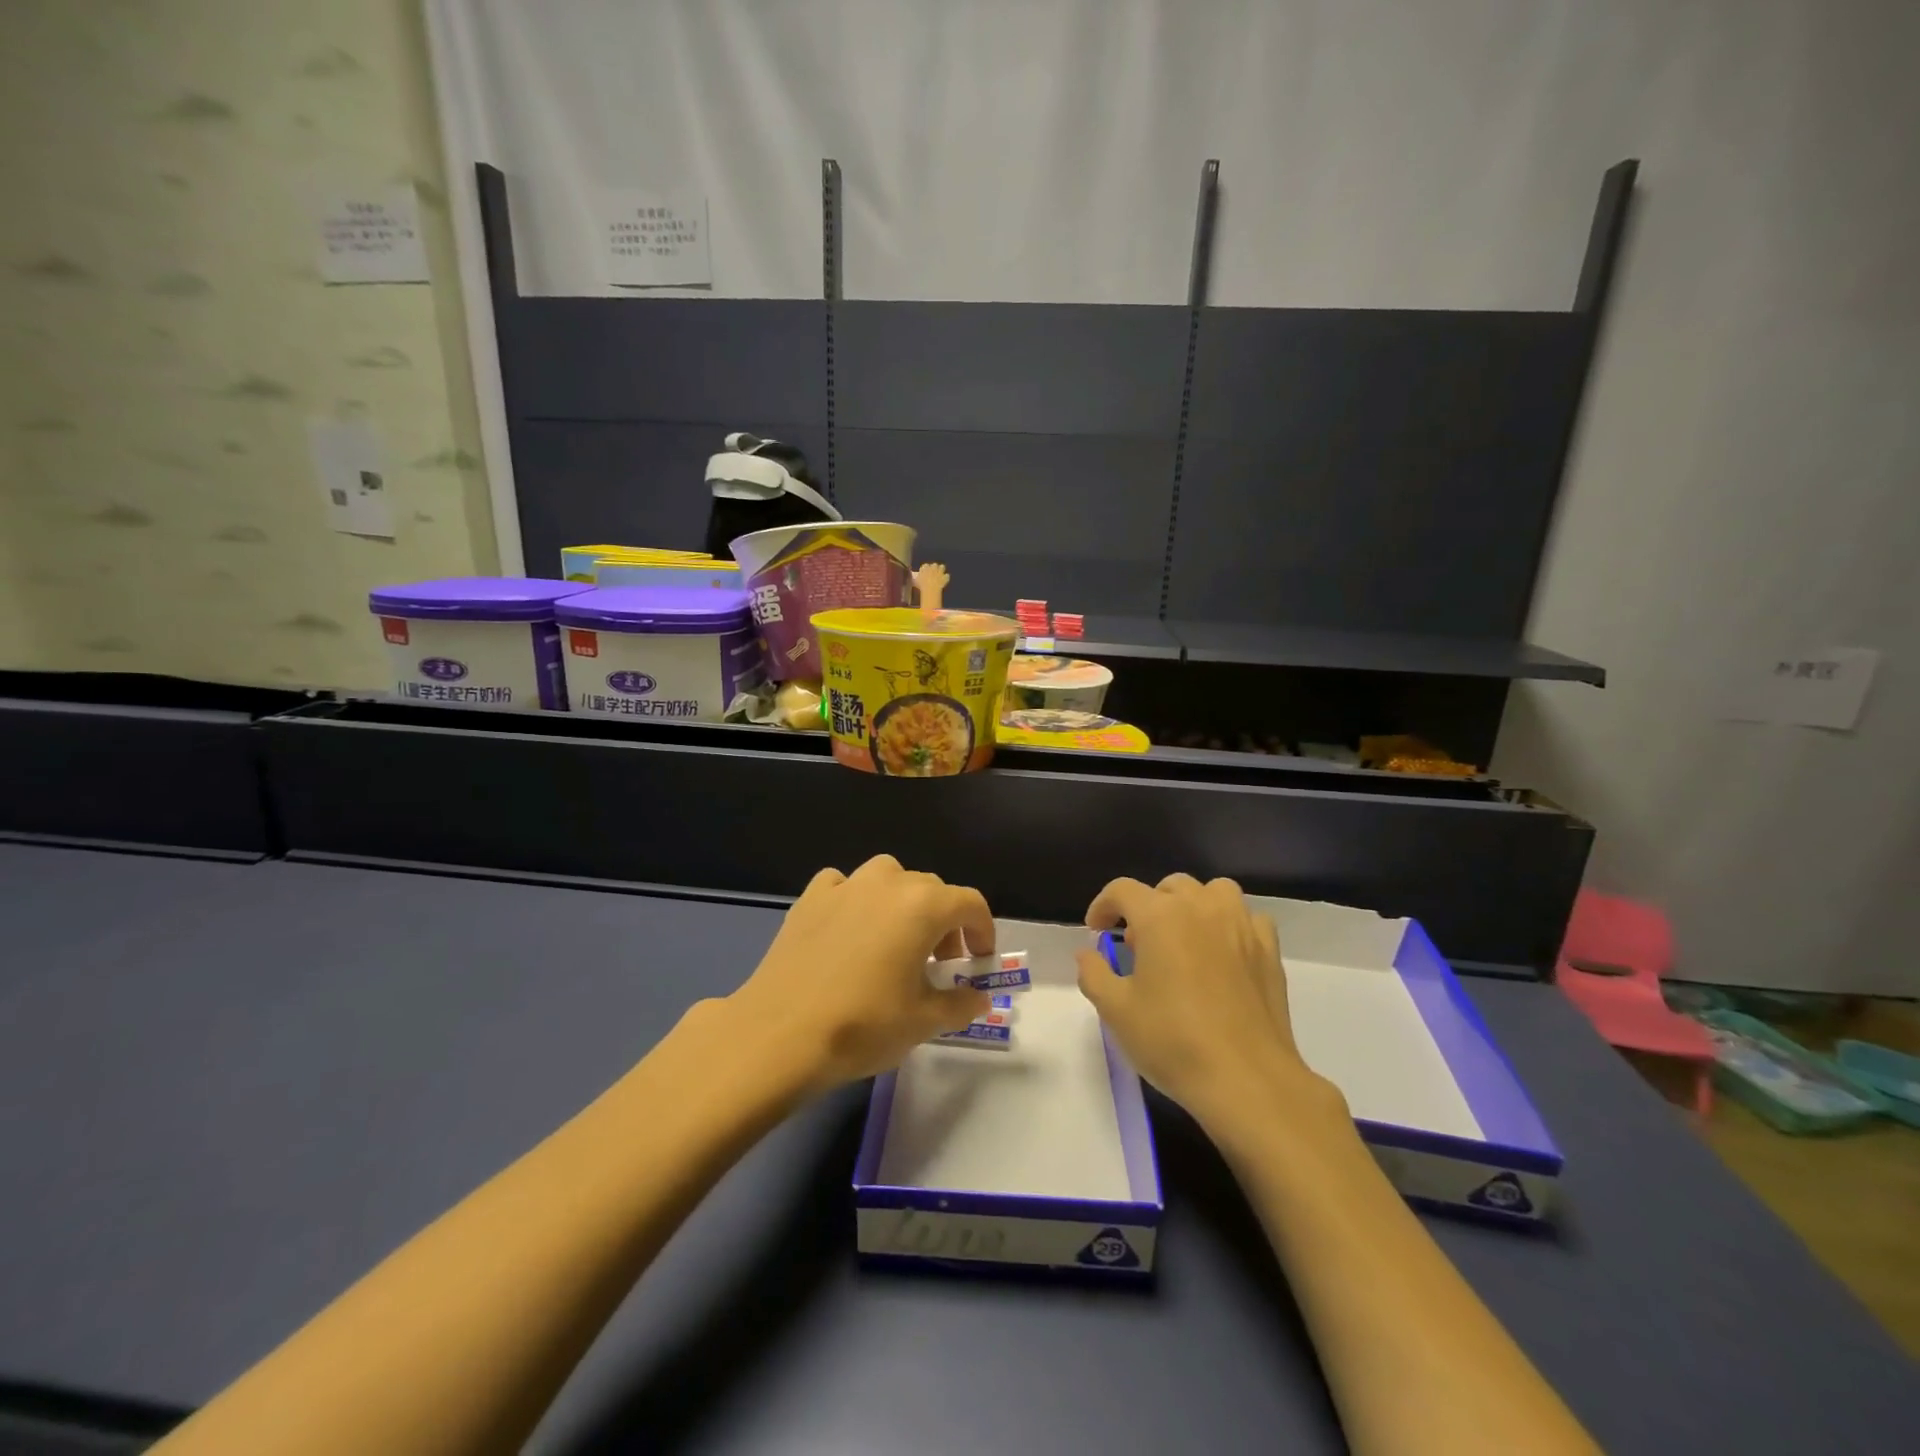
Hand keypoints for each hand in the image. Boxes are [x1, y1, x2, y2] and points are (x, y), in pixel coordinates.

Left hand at [726, 855, 992, 1093]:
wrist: (779, 1034)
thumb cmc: (863, 1025)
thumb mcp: (924, 1022)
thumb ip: (961, 1004)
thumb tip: (979, 997)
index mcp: (923, 906)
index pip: (970, 903)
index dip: (983, 930)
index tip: (980, 960)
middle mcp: (887, 883)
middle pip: (931, 889)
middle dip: (945, 922)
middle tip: (940, 963)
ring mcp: (845, 886)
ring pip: (889, 878)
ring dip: (902, 903)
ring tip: (895, 941)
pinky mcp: (810, 898)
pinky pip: (844, 885)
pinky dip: (856, 900)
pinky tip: (849, 930)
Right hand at [1075, 875, 1344, 1137]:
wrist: (1246, 1079)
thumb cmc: (1173, 1041)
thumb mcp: (1116, 1011)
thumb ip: (1093, 973)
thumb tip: (1088, 954)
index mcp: (1160, 916)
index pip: (1123, 890)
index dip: (1103, 905)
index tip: (1097, 931)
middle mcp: (1201, 908)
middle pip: (1169, 887)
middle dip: (1148, 907)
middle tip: (1140, 946)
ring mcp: (1240, 925)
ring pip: (1214, 891)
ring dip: (1193, 906)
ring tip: (1184, 939)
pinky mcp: (1268, 950)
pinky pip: (1247, 918)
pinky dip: (1231, 925)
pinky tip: (1223, 954)